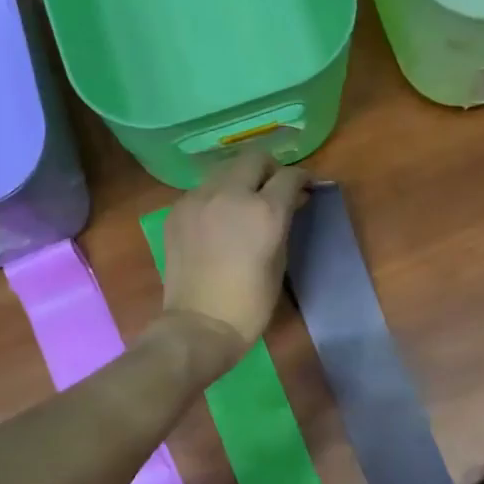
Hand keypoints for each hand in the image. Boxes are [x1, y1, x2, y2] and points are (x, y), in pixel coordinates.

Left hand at [160, 151, 309, 358]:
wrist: (200, 325)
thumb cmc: (250, 304)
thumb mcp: (279, 262)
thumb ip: (284, 224)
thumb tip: (291, 202)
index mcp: (264, 211)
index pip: (289, 176)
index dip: (302, 179)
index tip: (305, 188)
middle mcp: (230, 194)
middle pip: (254, 158)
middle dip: (269, 169)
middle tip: (274, 188)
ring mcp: (199, 199)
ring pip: (225, 169)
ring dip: (240, 179)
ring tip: (244, 201)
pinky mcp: (177, 210)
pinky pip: (202, 190)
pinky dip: (216, 196)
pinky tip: (218, 219)